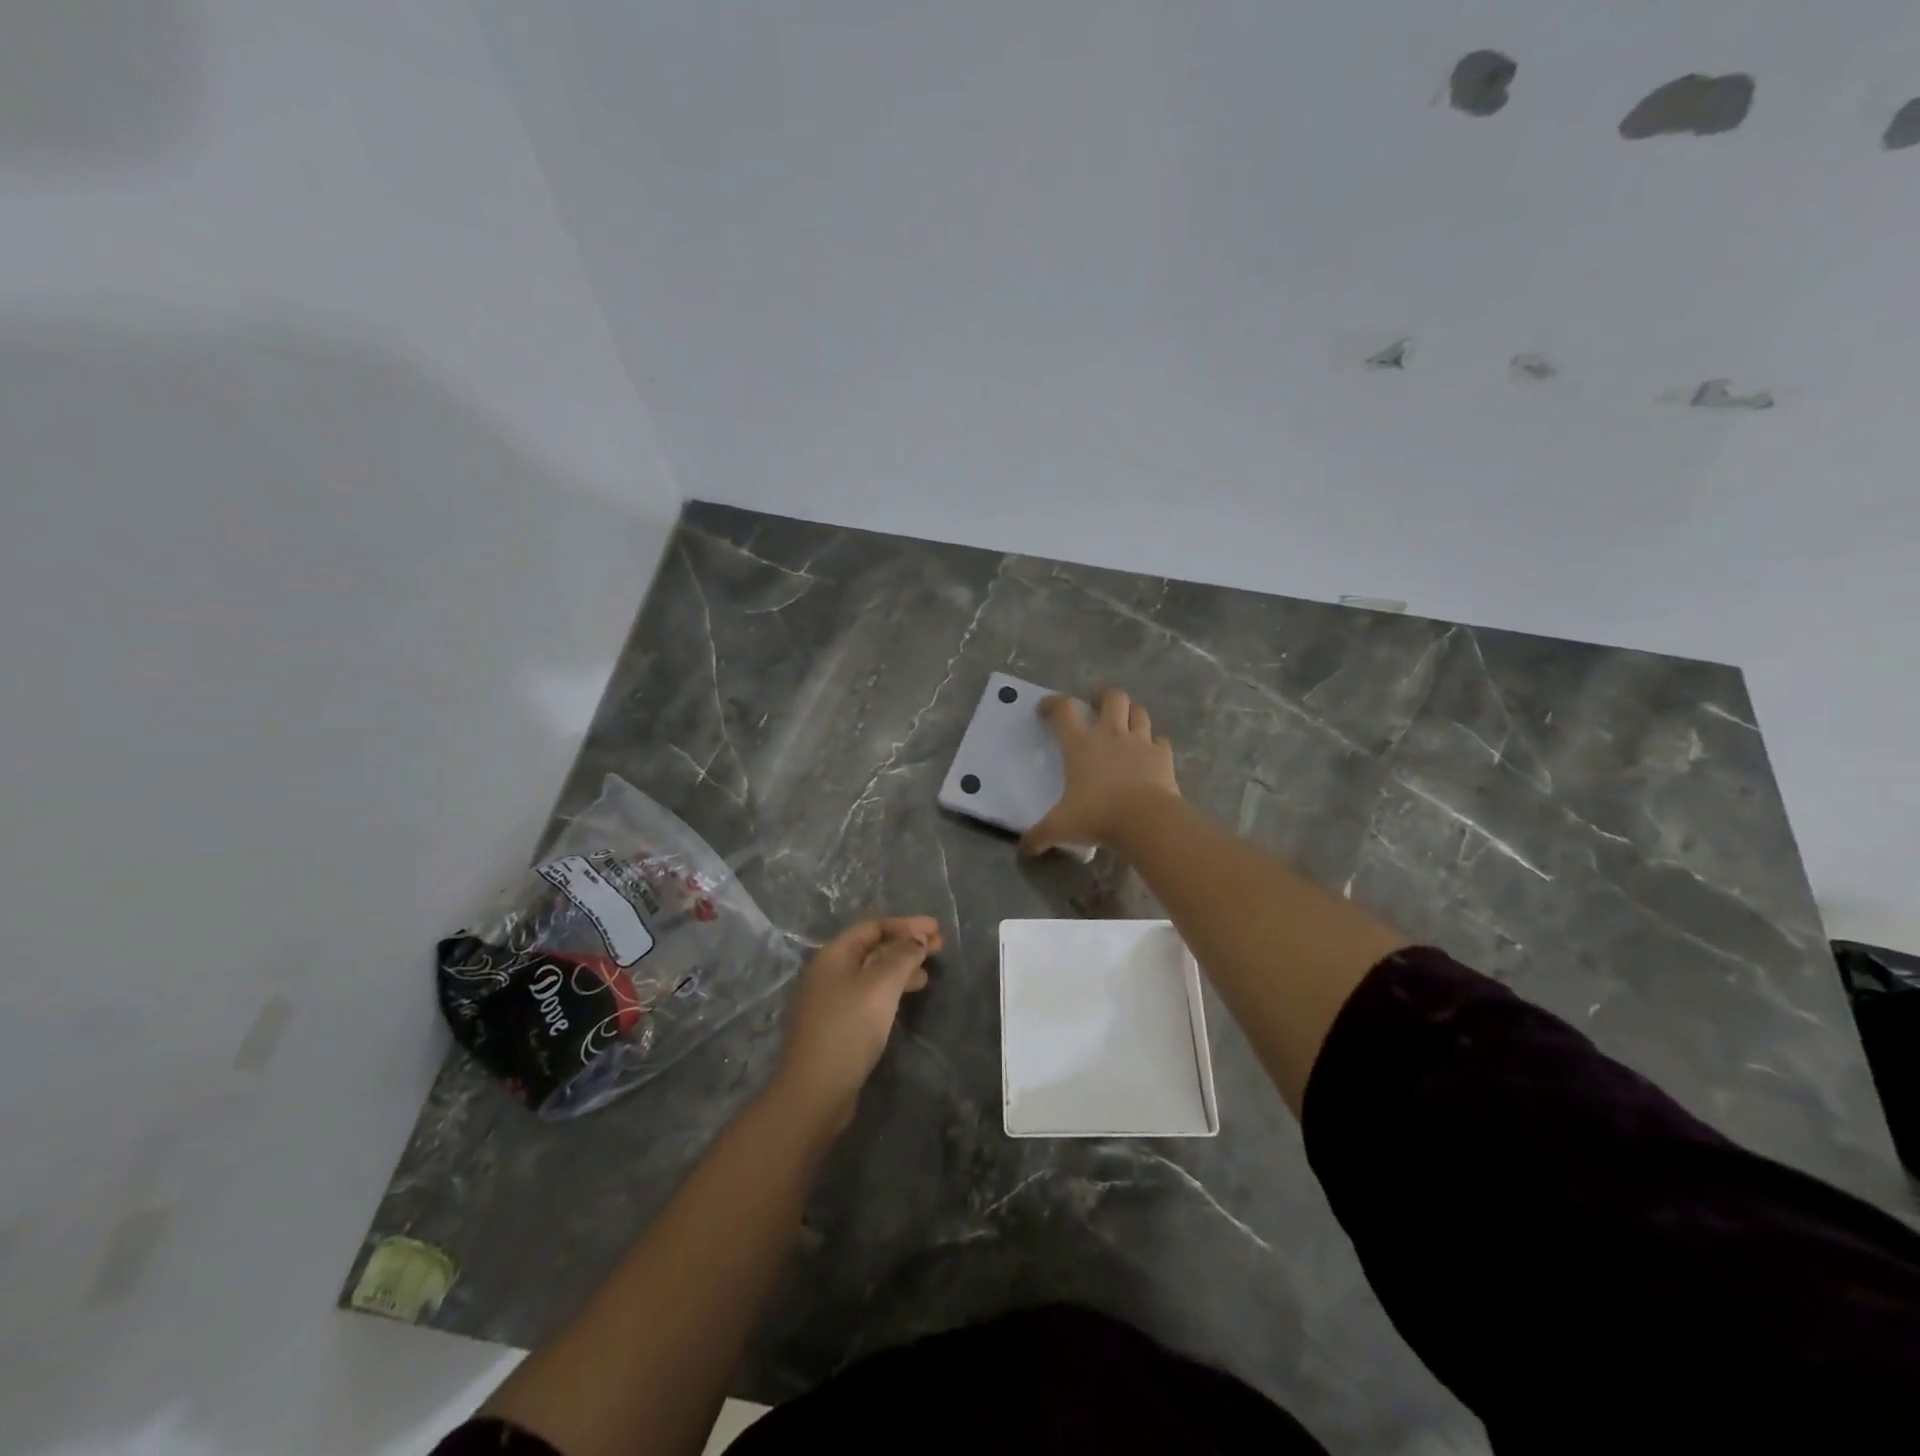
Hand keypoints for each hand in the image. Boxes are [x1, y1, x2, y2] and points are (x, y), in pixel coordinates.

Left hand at [774, 916, 941, 1128]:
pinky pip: (868, 995)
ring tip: (927, 975)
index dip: (906, 925)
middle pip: (872, 948)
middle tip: (939, 947)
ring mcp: (829, 1000)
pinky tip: (905, 1000)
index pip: (872, 927)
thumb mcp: (881, 986)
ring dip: (900, 969)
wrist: (815, 1091)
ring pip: (871, 973)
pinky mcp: (836, 1025)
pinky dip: (889, 990)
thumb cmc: (849, 1028)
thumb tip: (918, 937)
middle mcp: (828, 972)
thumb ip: (902, 956)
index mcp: (833, 955)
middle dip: (905, 945)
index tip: (936, 929)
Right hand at [1021, 689, 1179, 853]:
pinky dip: (1155, 743)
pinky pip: (1160, 741)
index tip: (1046, 709)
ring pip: (1139, 712)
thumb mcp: (1061, 827)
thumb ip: (1040, 835)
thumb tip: (1025, 848)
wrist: (1146, 820)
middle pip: (1112, 698)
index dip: (1053, 703)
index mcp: (1080, 744)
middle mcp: (1110, 734)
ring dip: (1131, 714)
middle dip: (1103, 697)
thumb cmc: (1097, 815)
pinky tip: (1150, 752)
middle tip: (1096, 706)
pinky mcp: (1163, 755)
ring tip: (1125, 724)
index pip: (1063, 710)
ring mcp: (1140, 742)